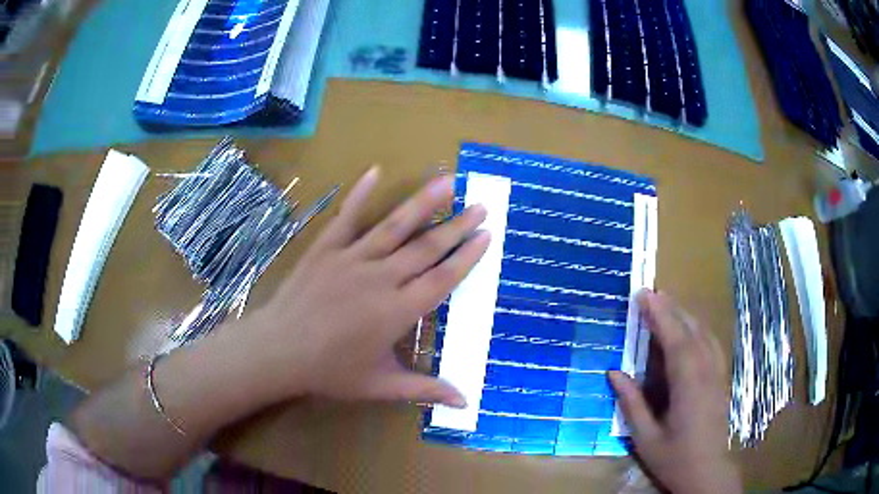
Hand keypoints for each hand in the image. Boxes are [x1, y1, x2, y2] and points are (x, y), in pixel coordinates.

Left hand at [251, 167, 489, 406]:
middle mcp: (380, 278)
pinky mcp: (326, 249)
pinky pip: (347, 217)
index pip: (442, 278)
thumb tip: (465, 402)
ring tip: (446, 182)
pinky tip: (376, 171)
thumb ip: (424, 389)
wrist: (279, 351)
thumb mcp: (380, 386)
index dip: (467, 256)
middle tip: (480, 204)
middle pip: (426, 248)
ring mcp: (351, 259)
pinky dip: (360, 193)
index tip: (486, 234)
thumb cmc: (330, 371)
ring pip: (394, 226)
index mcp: (396, 311)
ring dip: (422, 202)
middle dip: (456, 225)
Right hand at [609, 290, 740, 493]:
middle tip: (650, 292)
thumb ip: (631, 404)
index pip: (674, 340)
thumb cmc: (674, 458)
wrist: (708, 472)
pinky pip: (711, 344)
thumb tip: (614, 372)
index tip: (643, 295)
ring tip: (667, 303)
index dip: (658, 315)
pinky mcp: (721, 379)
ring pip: (703, 334)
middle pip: (690, 330)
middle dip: (670, 309)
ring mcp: (716, 374)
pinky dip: (699, 329)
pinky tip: (691, 329)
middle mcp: (705, 372)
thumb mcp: (645, 438)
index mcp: (687, 385)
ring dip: (685, 315)